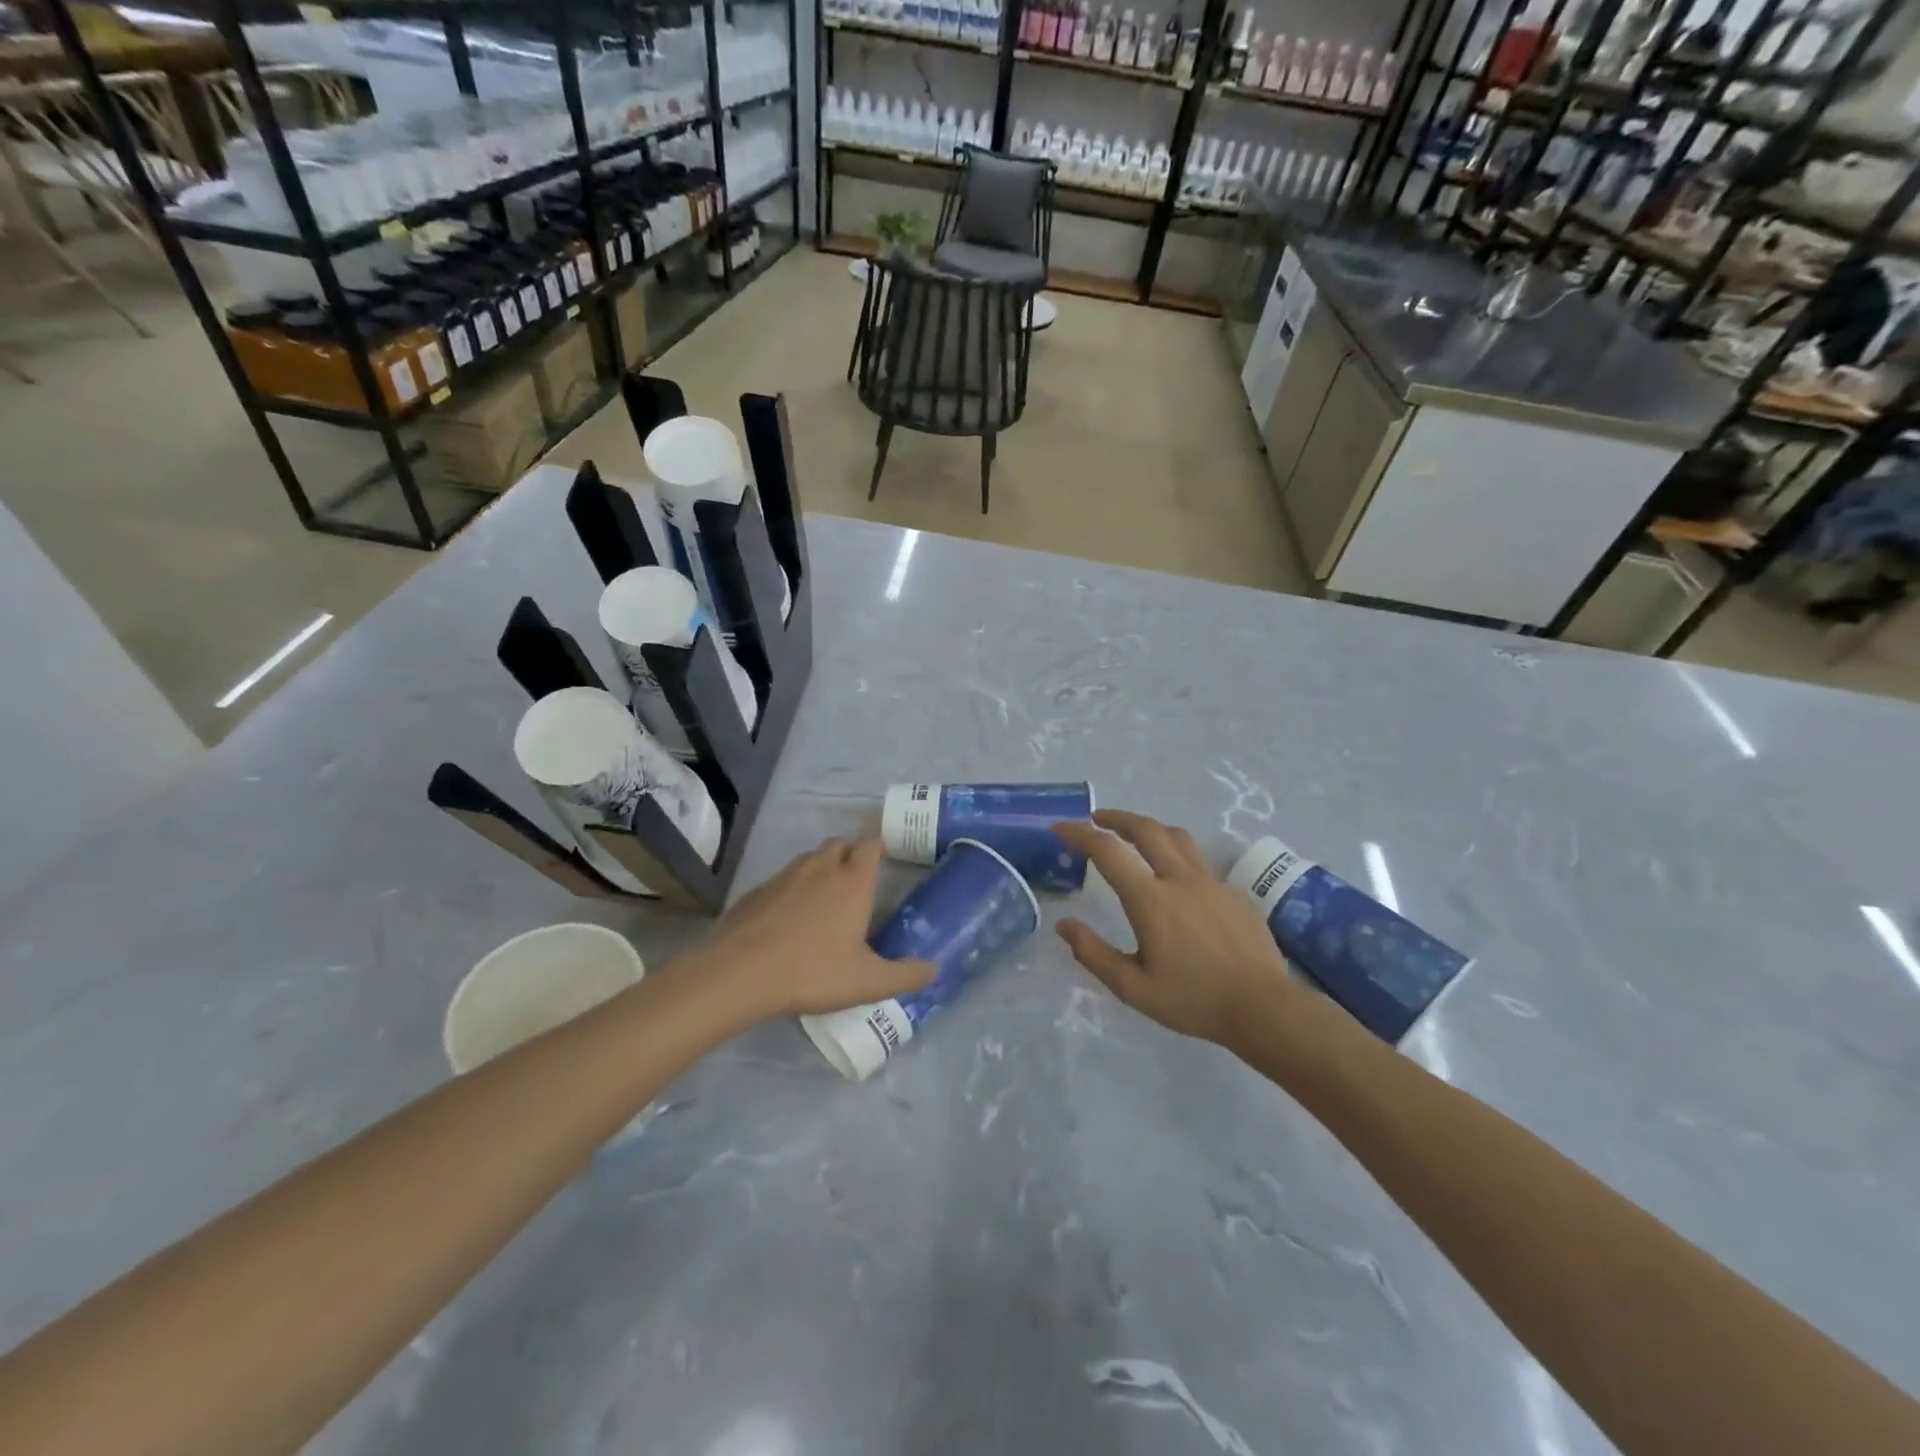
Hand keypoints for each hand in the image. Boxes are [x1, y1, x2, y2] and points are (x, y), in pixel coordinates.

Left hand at [701, 835, 933, 1018]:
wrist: (740, 972)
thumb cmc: (812, 971)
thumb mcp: (867, 982)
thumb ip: (905, 975)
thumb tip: (934, 968)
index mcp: (852, 881)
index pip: (871, 844)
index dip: (880, 843)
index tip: (887, 851)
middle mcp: (821, 868)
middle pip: (840, 843)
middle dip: (851, 853)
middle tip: (858, 880)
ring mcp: (785, 876)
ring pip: (810, 858)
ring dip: (822, 868)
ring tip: (826, 899)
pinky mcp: (757, 891)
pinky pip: (784, 878)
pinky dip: (793, 888)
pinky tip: (789, 918)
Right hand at [1054, 810, 1297, 1045]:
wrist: (1265, 1008)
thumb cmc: (1194, 1001)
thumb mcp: (1134, 988)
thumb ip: (1094, 954)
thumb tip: (1064, 926)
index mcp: (1150, 900)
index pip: (1107, 850)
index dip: (1079, 833)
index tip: (1060, 828)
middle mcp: (1180, 879)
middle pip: (1145, 828)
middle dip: (1115, 818)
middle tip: (1097, 819)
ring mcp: (1212, 883)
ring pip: (1177, 837)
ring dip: (1149, 828)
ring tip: (1135, 836)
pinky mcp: (1234, 893)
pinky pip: (1200, 863)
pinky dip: (1177, 858)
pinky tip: (1176, 883)